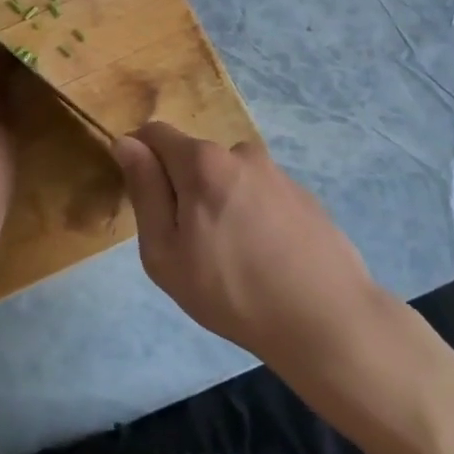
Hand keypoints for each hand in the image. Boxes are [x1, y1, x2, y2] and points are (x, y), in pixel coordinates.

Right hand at [113, 123, 390, 369]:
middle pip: (194, 157)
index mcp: (202, 162)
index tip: (143, 197)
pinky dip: (251, 214)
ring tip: (233, 256)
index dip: (139, 155)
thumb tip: (127, 144)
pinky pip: (259, 193)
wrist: (326, 320)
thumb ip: (145, 191)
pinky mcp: (304, 195)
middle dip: (182, 187)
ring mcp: (277, 173)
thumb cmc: (231, 291)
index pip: (155, 133)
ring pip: (228, 177)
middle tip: (190, 244)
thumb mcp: (165, 252)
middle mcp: (240, 153)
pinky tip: (265, 257)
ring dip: (219, 201)